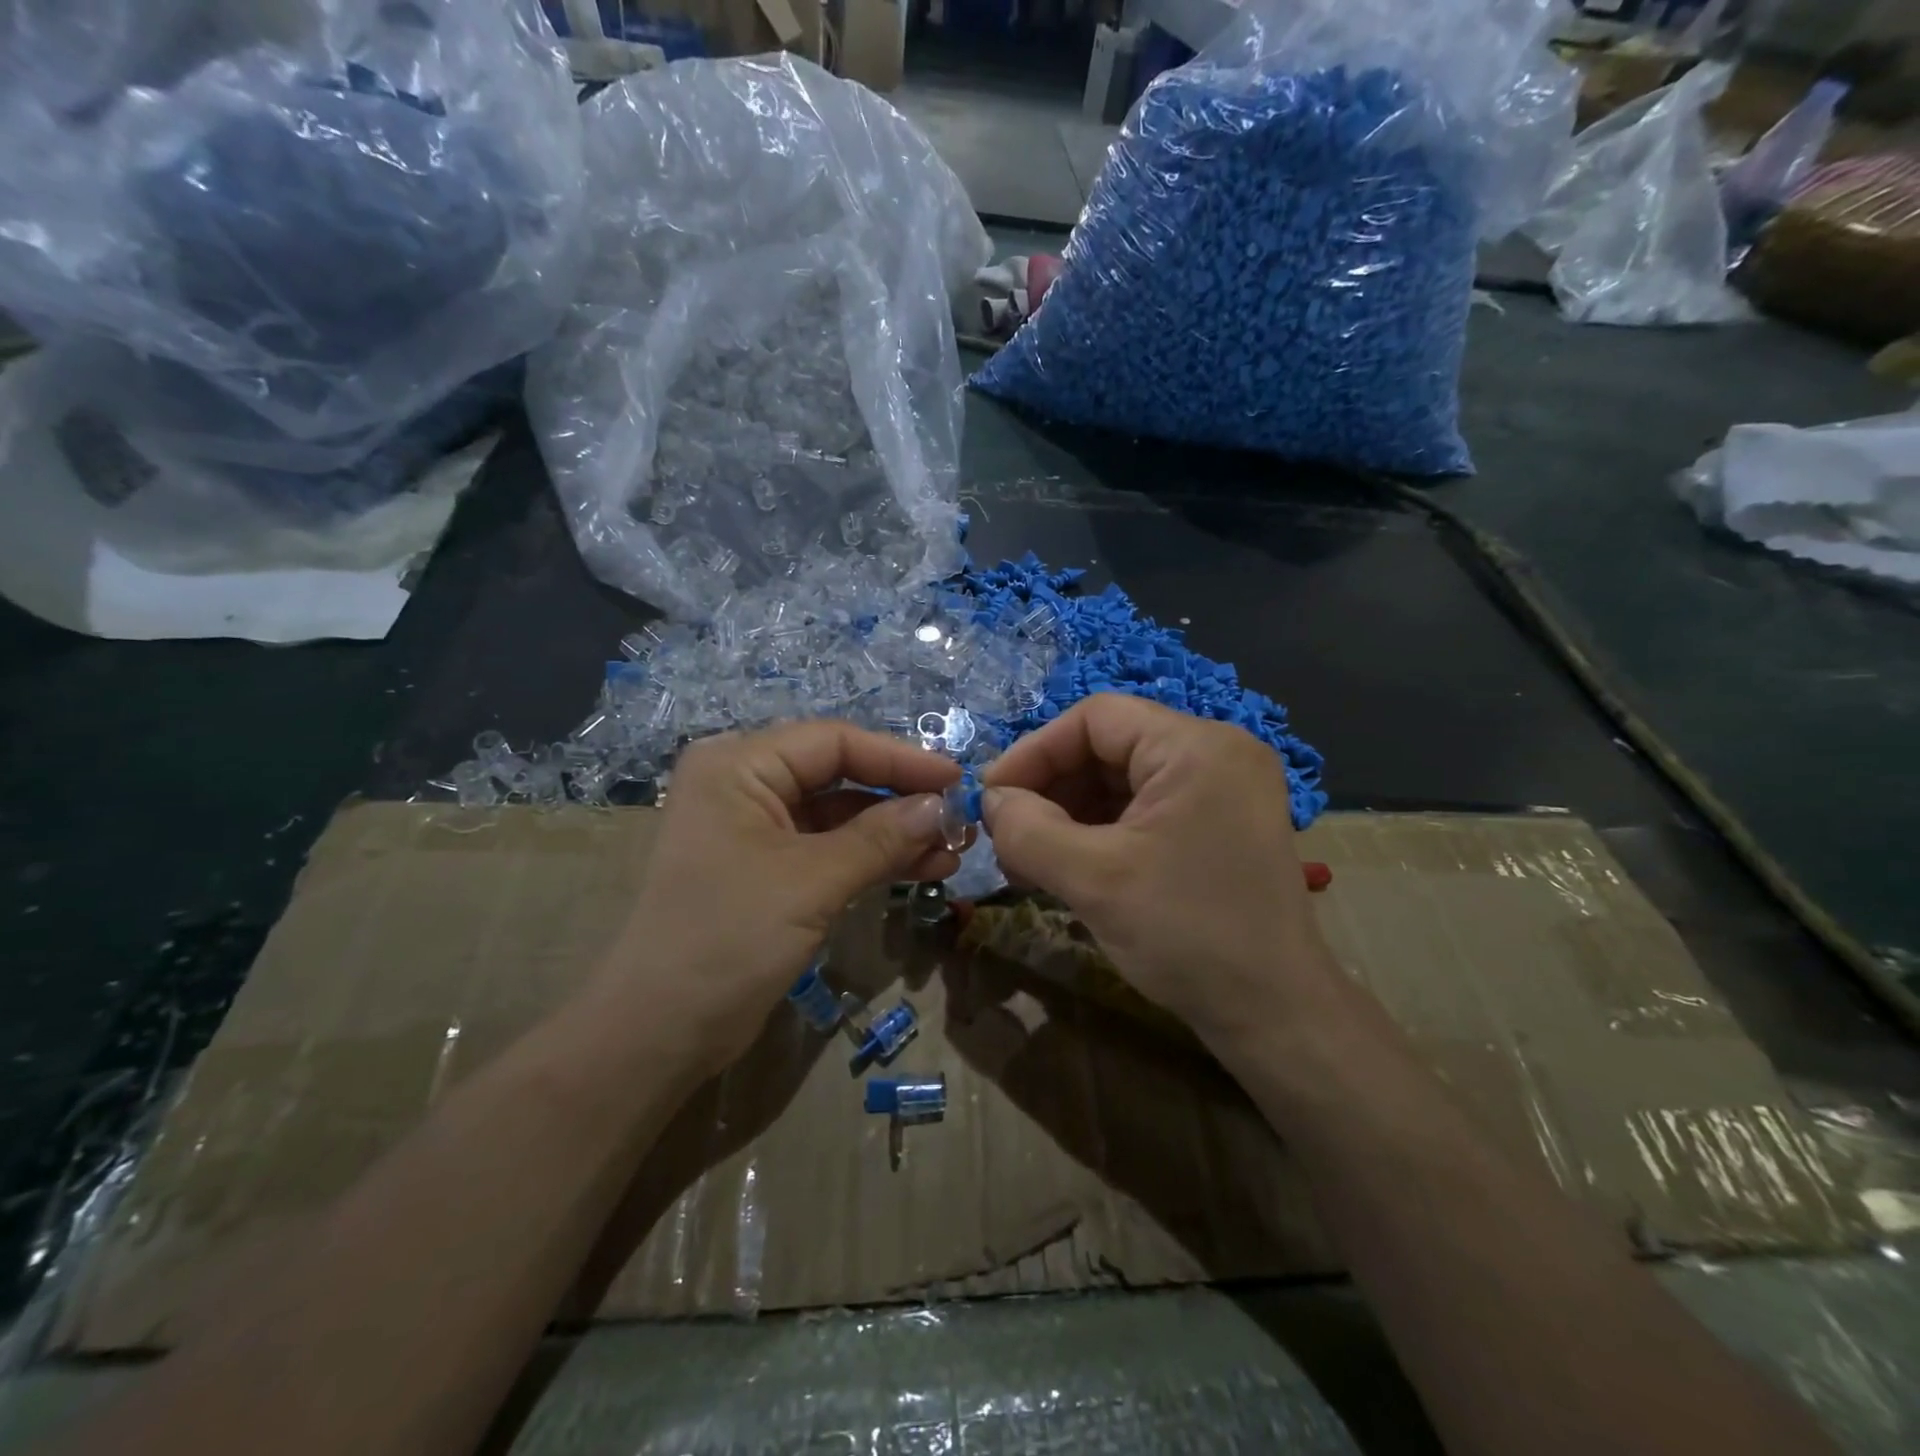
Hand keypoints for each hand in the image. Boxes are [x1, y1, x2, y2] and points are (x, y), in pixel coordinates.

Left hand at [599, 721, 962, 1076]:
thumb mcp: (812, 881)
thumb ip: (881, 838)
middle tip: (959, 820)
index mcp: (739, 765)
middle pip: (839, 775)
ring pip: (840, 815)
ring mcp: (756, 829)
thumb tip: (943, 808)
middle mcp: (745, 784)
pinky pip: (830, 849)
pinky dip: (873, 858)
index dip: (900, 759)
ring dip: (895, 832)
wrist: (658, 1033)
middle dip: (901, 798)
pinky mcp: (769, 870)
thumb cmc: (728, 938)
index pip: (834, 742)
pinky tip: (922, 868)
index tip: (957, 780)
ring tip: (952, 851)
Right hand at [980, 694, 1341, 1053]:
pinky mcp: (1218, 826)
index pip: (1095, 718)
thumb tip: (991, 802)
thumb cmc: (1188, 934)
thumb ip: (1028, 830)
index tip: (993, 797)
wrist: (1276, 1016)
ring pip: (1122, 782)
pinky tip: (1067, 868)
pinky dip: (1100, 833)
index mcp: (1196, 746)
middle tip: (1008, 835)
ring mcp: (1221, 791)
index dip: (1034, 751)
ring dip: (1069, 815)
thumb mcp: (1094, 879)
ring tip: (1029, 860)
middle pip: (1108, 748)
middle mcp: (1215, 754)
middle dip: (1051, 789)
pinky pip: (1144, 811)